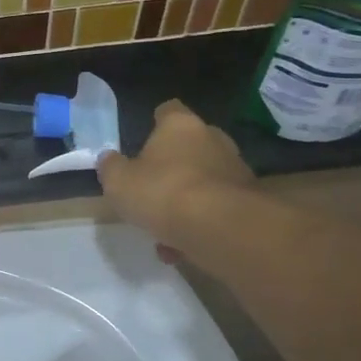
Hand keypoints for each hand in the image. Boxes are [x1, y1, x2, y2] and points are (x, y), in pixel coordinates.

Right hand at [97, 100, 253, 261]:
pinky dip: (202, 225)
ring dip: (187, 202)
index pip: (169, 110)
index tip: (145, 139)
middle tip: (154, 189)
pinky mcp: (251, 203)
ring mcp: (236, 171)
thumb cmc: (163, 192)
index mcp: (180, 126)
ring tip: (165, 232)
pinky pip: (218, 210)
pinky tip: (183, 249)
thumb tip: (109, 160)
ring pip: (205, 182)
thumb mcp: (118, 182)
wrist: (222, 229)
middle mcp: (213, 140)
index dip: (156, 122)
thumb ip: (111, 168)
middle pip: (191, 146)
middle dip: (174, 166)